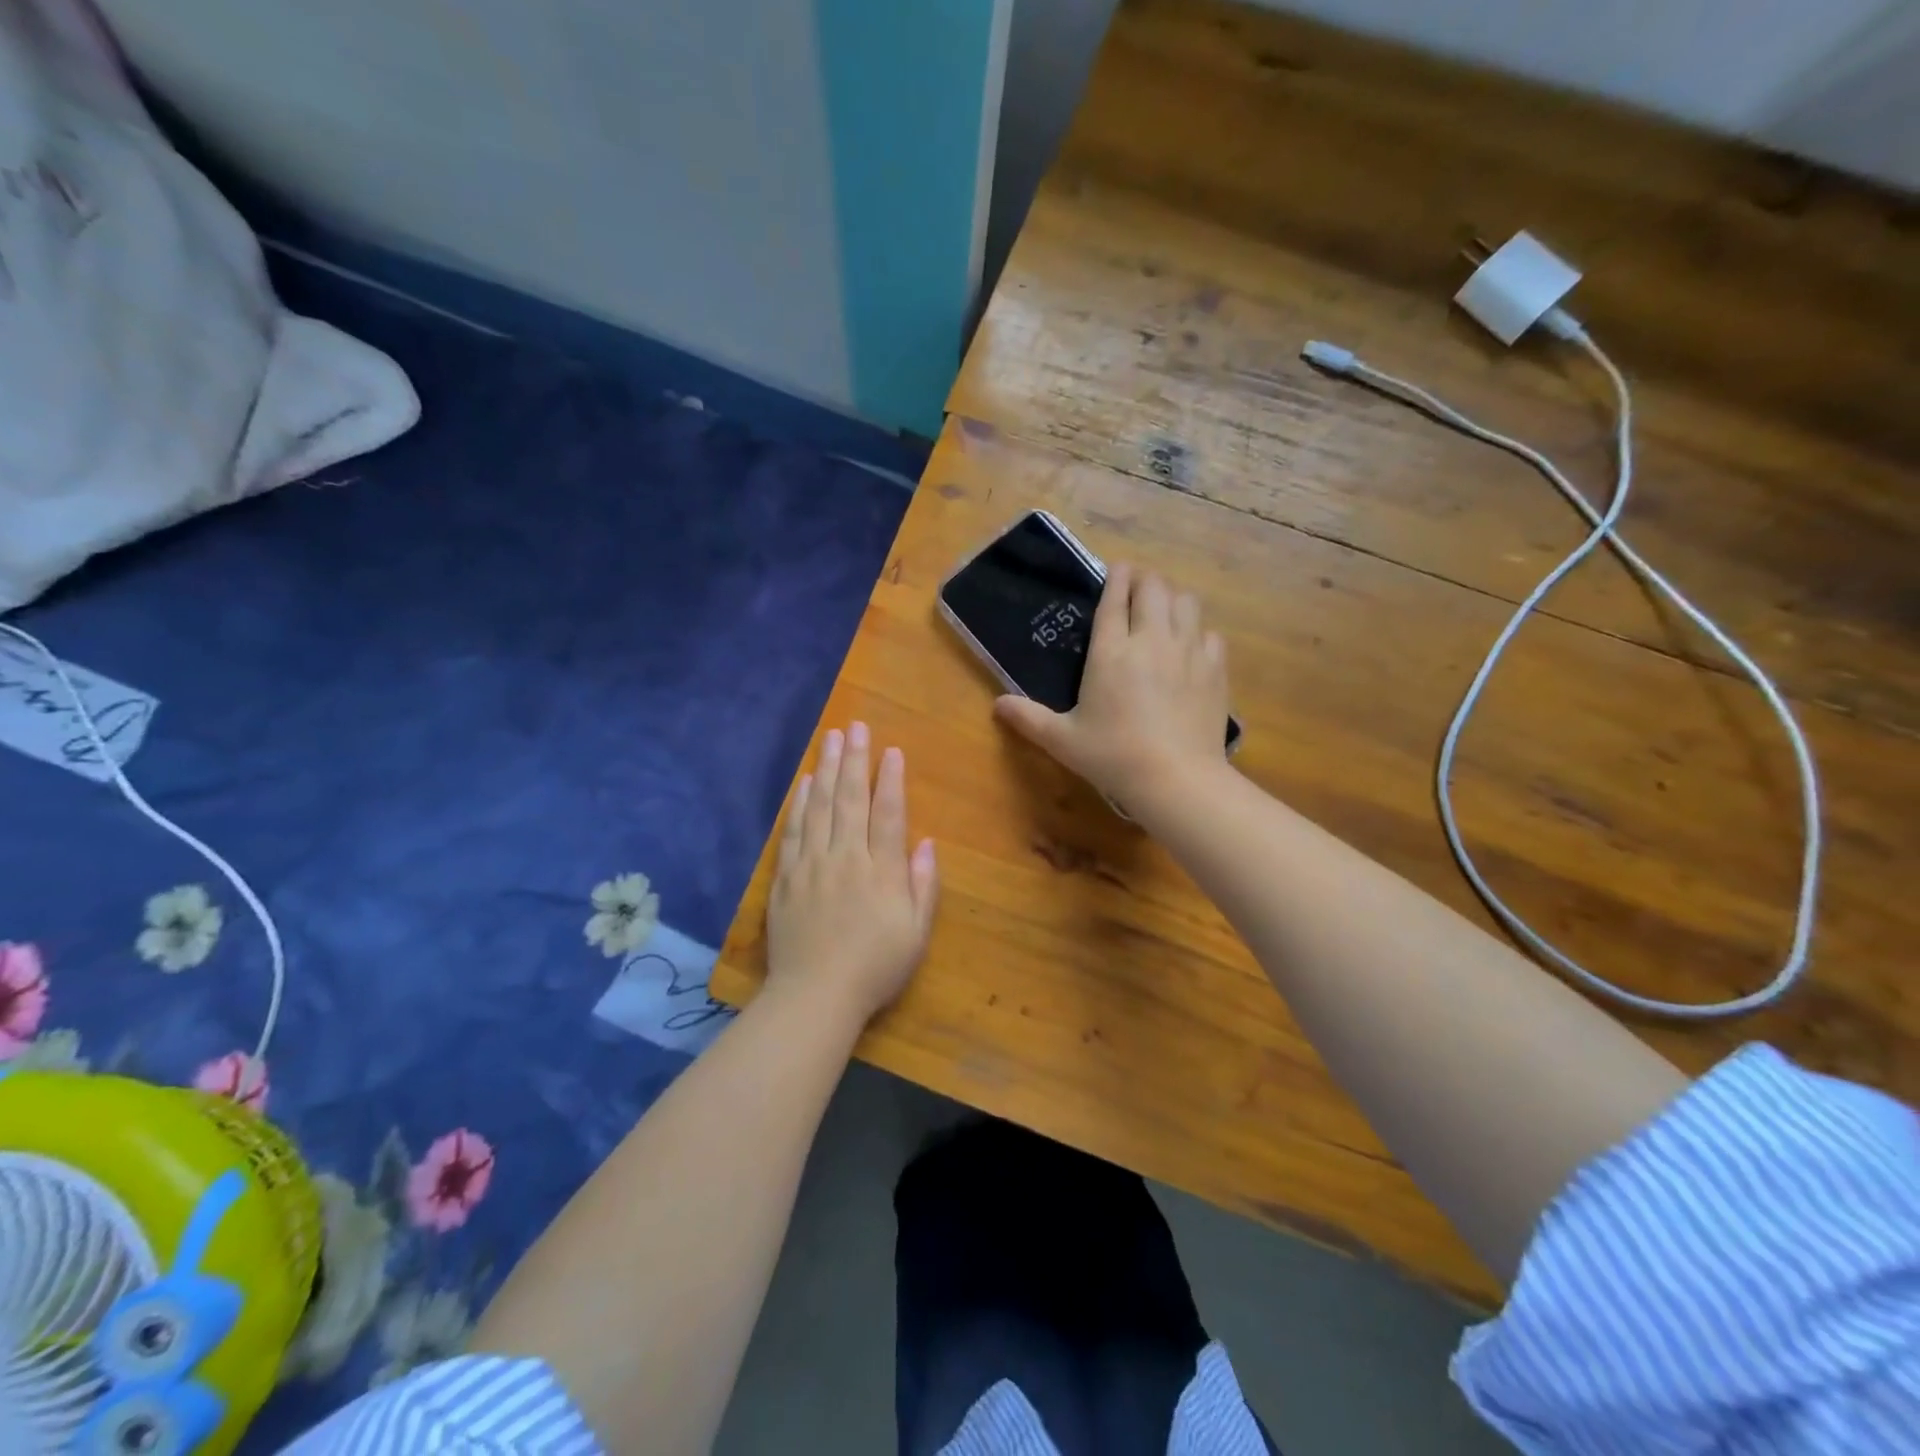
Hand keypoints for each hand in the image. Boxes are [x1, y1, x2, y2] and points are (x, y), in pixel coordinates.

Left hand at [767, 722, 938, 1024]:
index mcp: (882, 871)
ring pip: (819, 807)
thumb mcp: (915, 934)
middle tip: (856, 727)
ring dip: (825, 770)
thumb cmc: (874, 968)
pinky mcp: (786, 877)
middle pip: (850, 799)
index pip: (888, 814)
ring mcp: (812, 865)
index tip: (890, 750)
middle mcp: (846, 858)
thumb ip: (923, 885)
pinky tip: (803, 783)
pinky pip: (792, 831)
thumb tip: (926, 842)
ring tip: (829, 738)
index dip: (890, 780)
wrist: (814, 997)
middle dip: (854, 760)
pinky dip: (798, 804)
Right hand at [995, 563, 1230, 809]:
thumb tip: (997, 705)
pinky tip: (1190, 648)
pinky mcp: (1215, 669)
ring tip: (1163, 612)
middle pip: (1154, 588)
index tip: (1116, 569)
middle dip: (1144, 581)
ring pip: (1186, 602)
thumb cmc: (1113, 757)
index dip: (1116, 577)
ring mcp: (1188, 651)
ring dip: (1172, 599)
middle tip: (1136, 590)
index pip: (1115, 598)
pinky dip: (1198, 632)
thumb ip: (1028, 718)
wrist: (1176, 779)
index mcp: (1111, 651)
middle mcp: (1151, 640)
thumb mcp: (1062, 740)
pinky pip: (1209, 633)